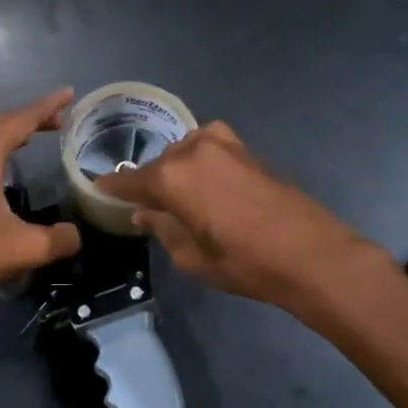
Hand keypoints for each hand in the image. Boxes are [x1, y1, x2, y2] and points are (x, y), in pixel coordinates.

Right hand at [94, 121, 374, 310]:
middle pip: (158, 164)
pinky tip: (204, 181)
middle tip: (144, 204)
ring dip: (175, 169)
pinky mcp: (246, 148)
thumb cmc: (244, 263)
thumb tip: (144, 213)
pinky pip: (208, 147)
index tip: (98, 189)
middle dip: (148, 182)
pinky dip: (198, 159)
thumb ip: (162, 228)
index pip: (129, 181)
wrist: (310, 253)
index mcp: (171, 178)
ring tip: (177, 195)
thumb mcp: (192, 256)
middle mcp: (191, 151)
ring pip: (183, 151)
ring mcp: (222, 145)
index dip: (112, 188)